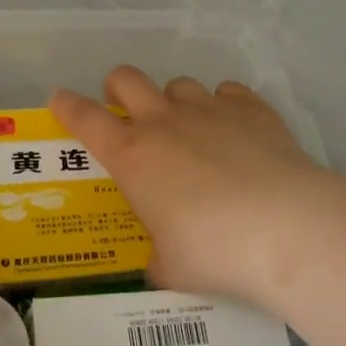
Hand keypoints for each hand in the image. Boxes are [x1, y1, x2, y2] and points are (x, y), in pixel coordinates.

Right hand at [51, 67, 345, 306]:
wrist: (286, 228)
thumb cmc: (214, 251)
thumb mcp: (172, 267)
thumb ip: (158, 258)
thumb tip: (160, 263)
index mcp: (133, 155)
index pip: (85, 119)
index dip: (67, 106)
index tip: (59, 100)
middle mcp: (165, 121)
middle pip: (127, 78)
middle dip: (118, 88)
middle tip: (126, 111)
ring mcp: (209, 109)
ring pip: (179, 84)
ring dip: (176, 102)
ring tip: (191, 130)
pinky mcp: (251, 108)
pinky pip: (229, 91)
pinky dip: (225, 106)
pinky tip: (235, 129)